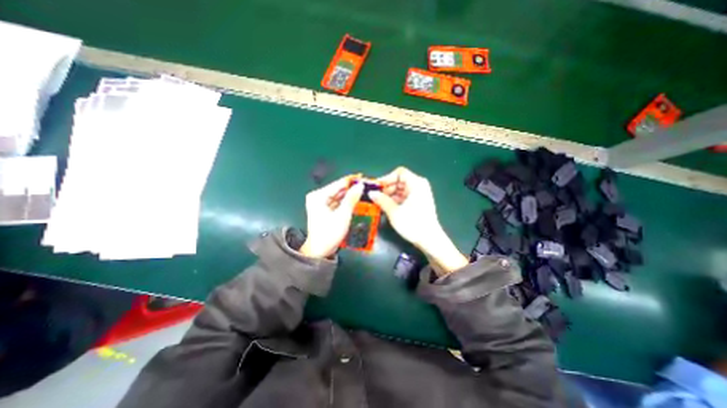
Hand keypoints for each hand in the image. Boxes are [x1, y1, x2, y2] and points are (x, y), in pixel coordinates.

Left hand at [297, 175, 363, 257]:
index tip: (365, 178)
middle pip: (338, 189)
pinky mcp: (325, 210)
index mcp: (318, 196)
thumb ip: (351, 199)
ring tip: (365, 192)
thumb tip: (360, 185)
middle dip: (352, 189)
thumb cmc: (329, 234)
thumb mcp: (343, 215)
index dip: (352, 181)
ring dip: (351, 195)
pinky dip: (347, 202)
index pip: (338, 184)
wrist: (320, 252)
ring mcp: (321, 203)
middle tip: (367, 187)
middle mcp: (318, 197)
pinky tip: (357, 201)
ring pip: (339, 196)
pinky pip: (338, 202)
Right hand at [371, 168, 467, 274]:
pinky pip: (403, 196)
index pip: (399, 173)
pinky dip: (395, 200)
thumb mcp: (394, 212)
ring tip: (379, 204)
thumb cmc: (413, 224)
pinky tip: (386, 207)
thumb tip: (370, 193)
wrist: (429, 240)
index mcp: (416, 183)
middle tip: (375, 197)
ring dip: (389, 195)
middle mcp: (419, 186)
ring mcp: (419, 194)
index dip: (386, 179)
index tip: (376, 188)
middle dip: (386, 188)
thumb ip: (381, 200)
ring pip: (400, 189)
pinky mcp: (418, 202)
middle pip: (399, 181)